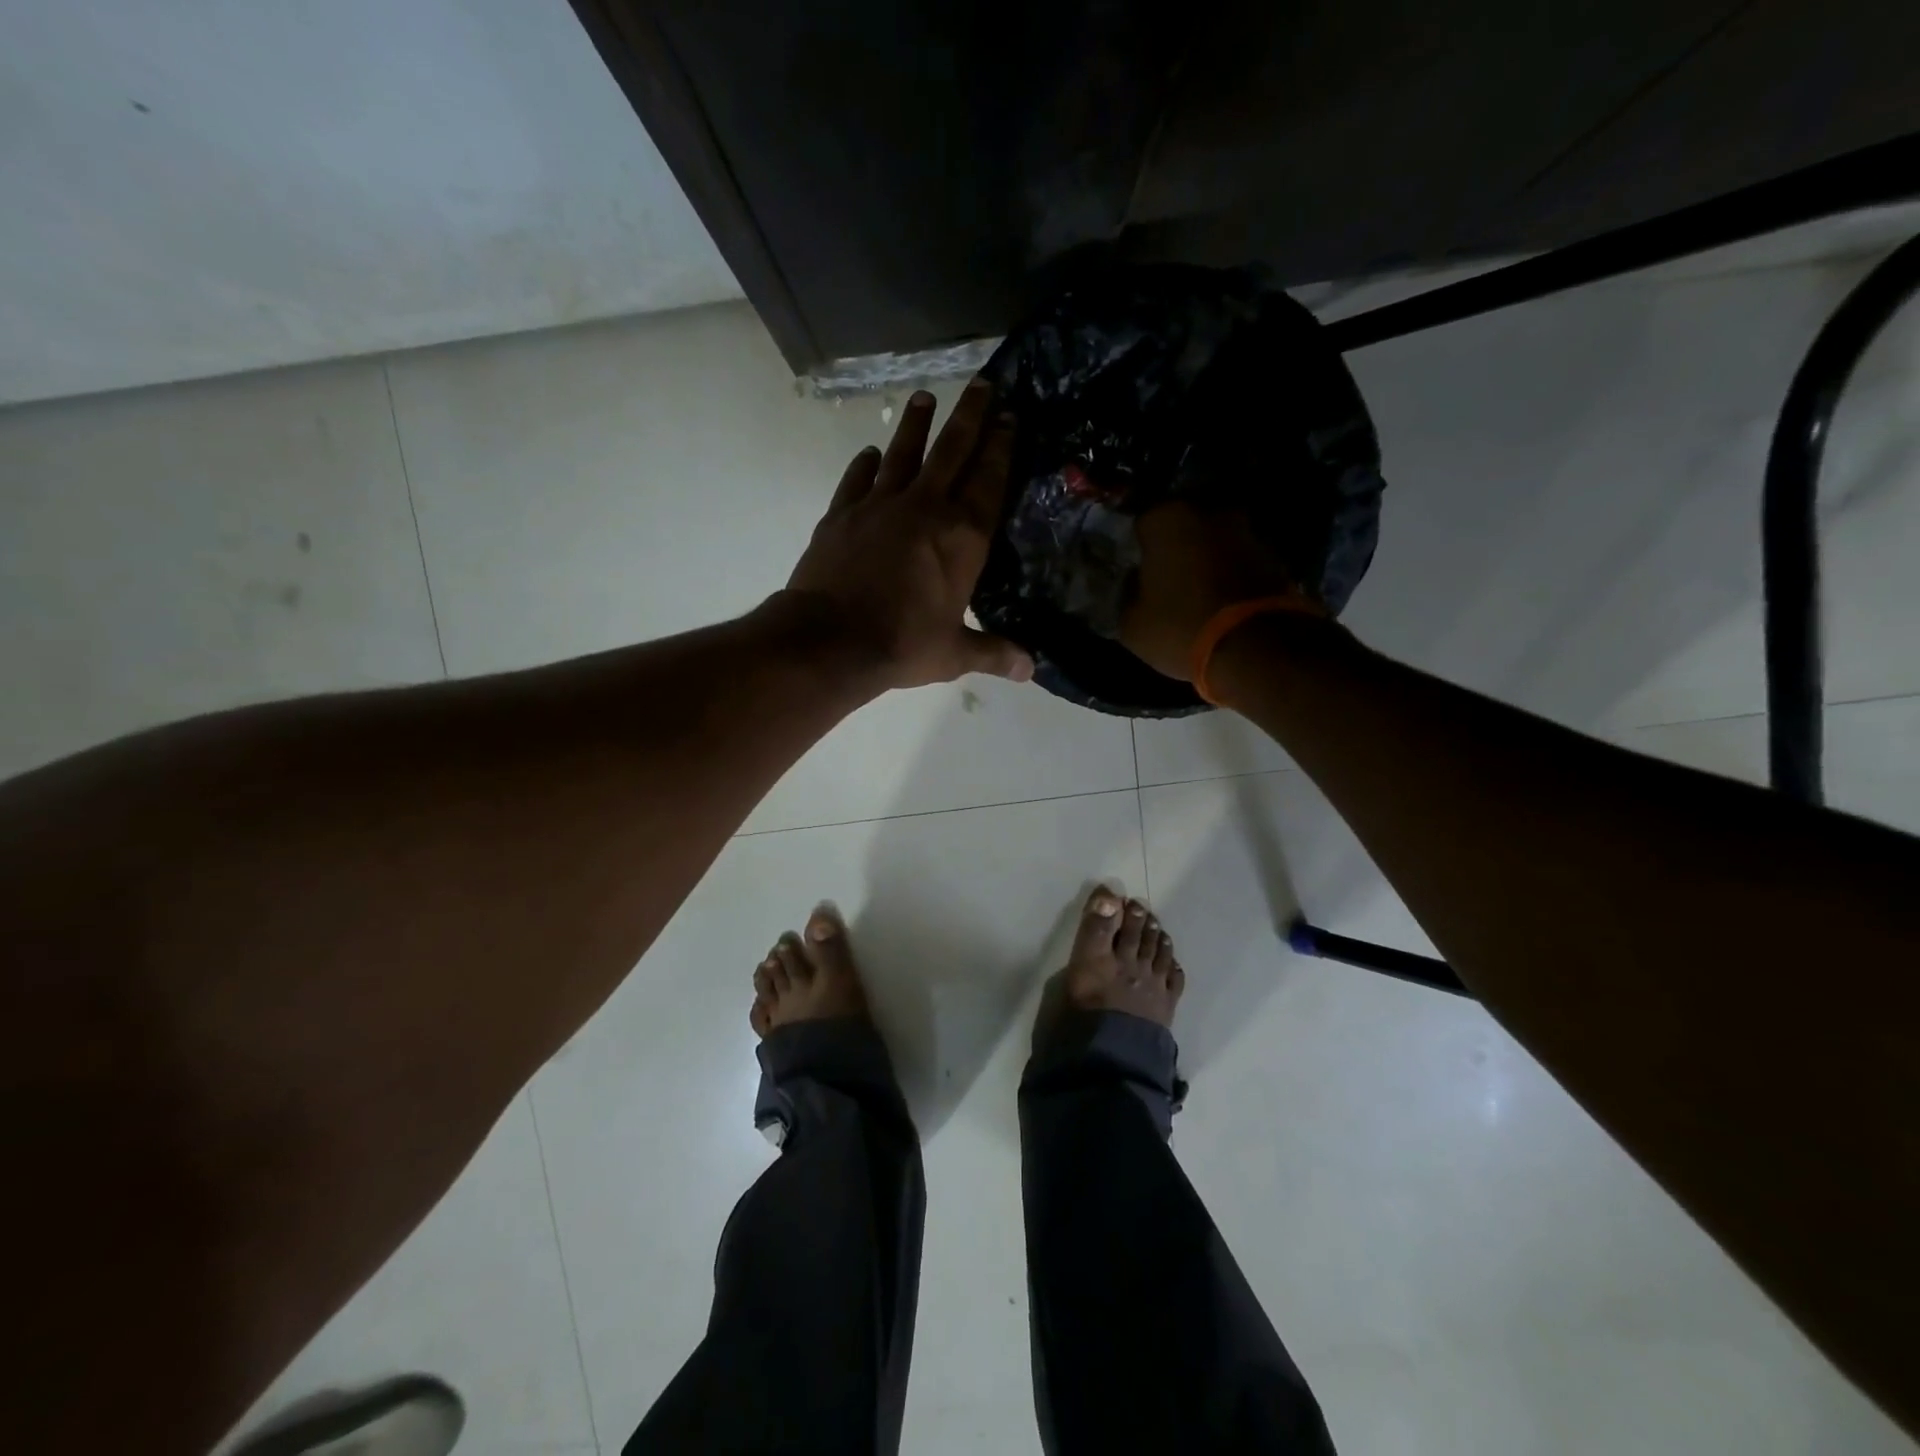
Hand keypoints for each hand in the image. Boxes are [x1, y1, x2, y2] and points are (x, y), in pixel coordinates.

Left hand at [783, 380, 1033, 690]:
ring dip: (917, 425)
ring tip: (925, 397)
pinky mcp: (841, 514)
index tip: (1011, 418)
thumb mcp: (954, 654)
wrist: (830, 639)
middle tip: (983, 385)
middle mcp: (925, 509)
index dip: (1002, 448)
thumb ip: (993, 653)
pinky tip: (871, 453)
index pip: (989, 481)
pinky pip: (857, 479)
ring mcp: (879, 506)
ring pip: (904, 454)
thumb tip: (1031, 669)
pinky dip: (865, 464)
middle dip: (971, 416)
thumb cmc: (902, 644)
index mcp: (962, 537)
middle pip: (952, 451)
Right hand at [1119, 501, 1302, 678]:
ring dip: (1207, 559)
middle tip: (1165, 578)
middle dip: (1176, 547)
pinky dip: (1231, 575)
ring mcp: (1247, 532)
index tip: (1136, 568)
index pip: (1143, 523)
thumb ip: (1128, 595)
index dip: (1138, 547)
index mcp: (1168, 519)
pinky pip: (1240, 562)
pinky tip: (1222, 602)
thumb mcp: (1132, 625)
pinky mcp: (1275, 557)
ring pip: (1215, 542)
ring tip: (1197, 593)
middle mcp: (1210, 513)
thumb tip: (1135, 585)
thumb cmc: (1181, 628)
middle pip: (1184, 525)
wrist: (1256, 649)